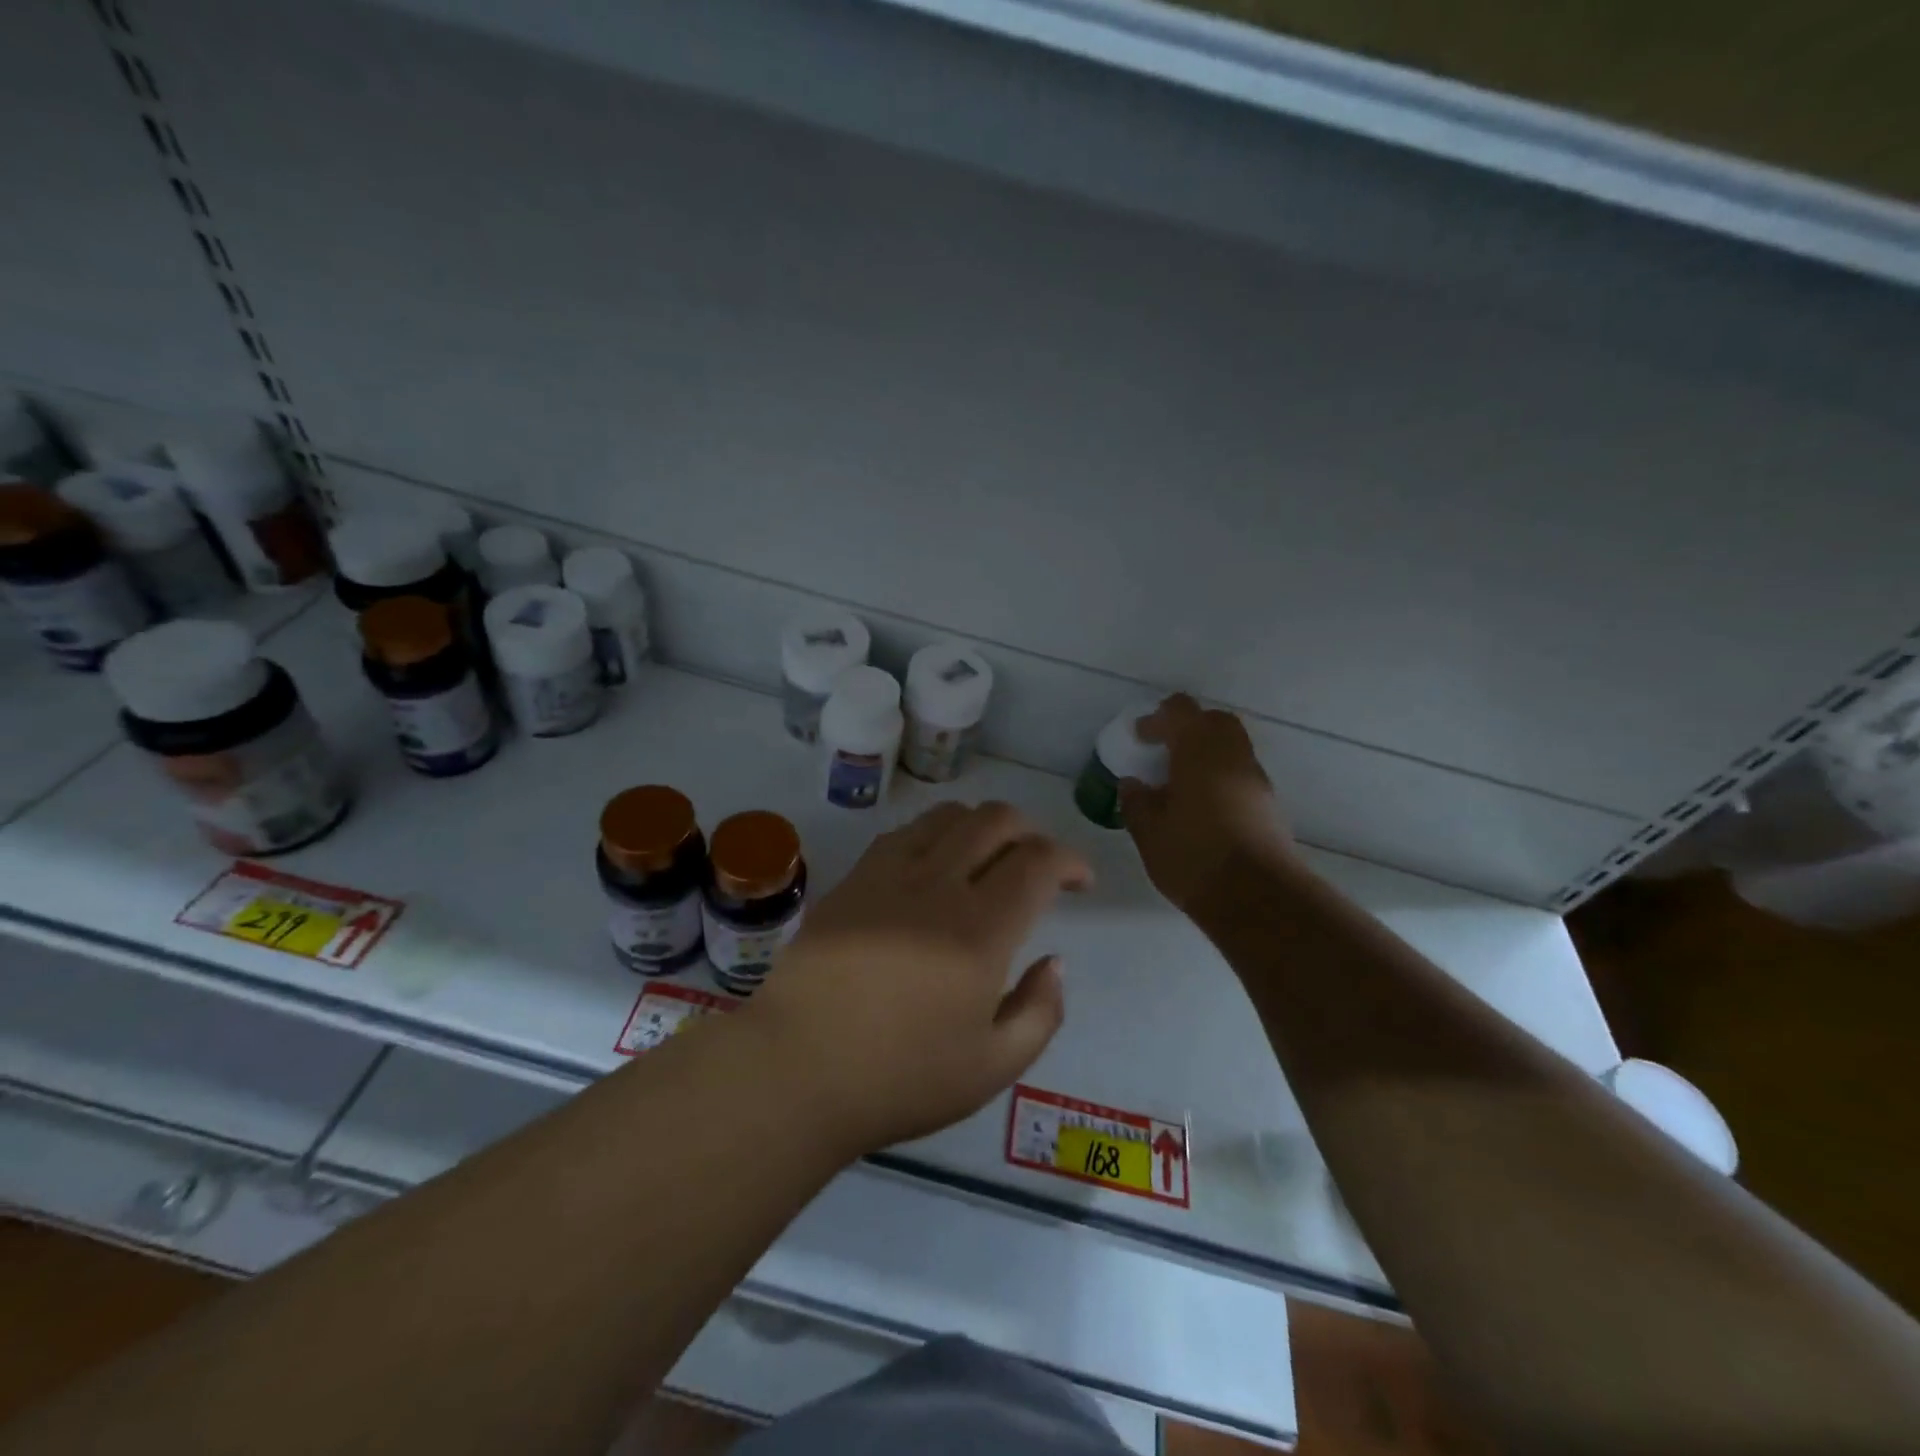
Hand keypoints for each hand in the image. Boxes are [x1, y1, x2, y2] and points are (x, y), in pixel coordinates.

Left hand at [743, 801, 1091, 1156]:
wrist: (795, 1069)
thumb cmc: (899, 1078)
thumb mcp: (992, 1068)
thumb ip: (1040, 1012)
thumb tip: (1055, 962)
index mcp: (980, 930)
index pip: (1038, 862)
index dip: (1070, 860)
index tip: (1080, 882)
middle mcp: (938, 885)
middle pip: (996, 820)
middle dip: (1031, 831)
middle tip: (1038, 863)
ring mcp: (889, 874)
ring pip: (948, 815)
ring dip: (982, 825)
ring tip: (987, 858)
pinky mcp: (853, 879)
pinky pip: (904, 833)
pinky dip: (935, 834)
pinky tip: (933, 867)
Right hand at [1119, 694, 1299, 917]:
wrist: (1257, 897)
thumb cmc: (1194, 856)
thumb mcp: (1149, 832)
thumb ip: (1137, 801)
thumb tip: (1132, 784)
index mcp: (1199, 750)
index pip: (1180, 710)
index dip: (1157, 719)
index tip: (1139, 738)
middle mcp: (1232, 755)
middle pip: (1213, 721)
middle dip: (1187, 728)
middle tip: (1163, 751)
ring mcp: (1255, 779)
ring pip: (1231, 747)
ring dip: (1205, 753)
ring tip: (1179, 782)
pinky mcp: (1268, 804)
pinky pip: (1239, 774)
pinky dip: (1219, 776)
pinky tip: (1201, 806)